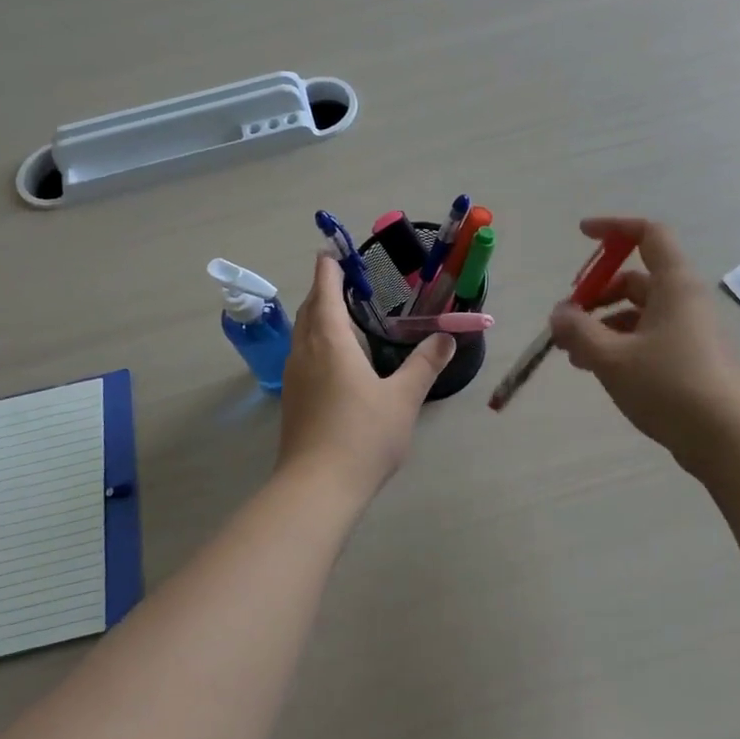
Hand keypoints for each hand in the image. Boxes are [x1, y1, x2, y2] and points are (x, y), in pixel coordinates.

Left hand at [277, 255, 455, 493]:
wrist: (317, 487)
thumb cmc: (362, 435)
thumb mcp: (403, 398)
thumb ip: (424, 365)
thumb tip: (446, 338)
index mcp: (330, 341)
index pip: (325, 291)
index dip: (329, 268)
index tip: (333, 251)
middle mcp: (305, 352)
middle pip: (309, 309)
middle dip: (323, 290)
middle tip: (346, 281)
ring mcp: (294, 377)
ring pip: (302, 333)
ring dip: (317, 316)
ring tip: (342, 314)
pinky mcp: (292, 399)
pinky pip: (302, 354)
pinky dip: (315, 340)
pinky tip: (334, 359)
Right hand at [549, 217, 739, 469]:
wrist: (728, 439)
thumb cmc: (669, 386)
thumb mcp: (612, 358)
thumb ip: (578, 331)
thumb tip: (559, 314)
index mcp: (674, 285)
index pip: (648, 234)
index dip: (614, 228)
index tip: (582, 235)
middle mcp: (686, 301)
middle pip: (636, 279)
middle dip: (596, 293)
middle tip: (566, 319)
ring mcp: (691, 332)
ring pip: (639, 313)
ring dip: (603, 325)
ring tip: (572, 354)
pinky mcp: (691, 360)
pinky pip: (649, 338)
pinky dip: (620, 345)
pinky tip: (598, 370)